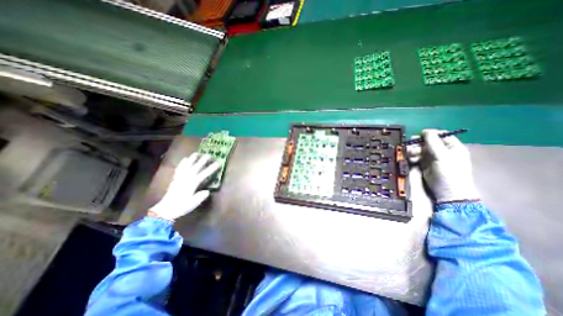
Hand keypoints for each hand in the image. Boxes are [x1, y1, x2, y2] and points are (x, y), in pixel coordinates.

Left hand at [149, 153, 218, 222]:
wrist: (165, 209)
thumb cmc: (181, 206)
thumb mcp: (193, 203)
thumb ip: (201, 196)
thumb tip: (207, 191)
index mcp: (193, 183)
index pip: (204, 174)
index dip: (211, 168)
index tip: (218, 163)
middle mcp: (187, 178)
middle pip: (196, 167)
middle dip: (203, 160)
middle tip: (209, 155)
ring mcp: (180, 177)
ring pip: (187, 165)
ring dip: (192, 159)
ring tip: (197, 153)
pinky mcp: (175, 178)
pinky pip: (179, 169)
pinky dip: (182, 163)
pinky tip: (185, 159)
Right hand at [408, 129, 480, 203]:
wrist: (447, 192)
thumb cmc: (450, 173)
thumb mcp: (443, 157)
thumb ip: (434, 143)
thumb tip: (426, 131)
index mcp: (452, 147)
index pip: (441, 135)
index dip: (430, 134)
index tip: (419, 136)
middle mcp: (442, 151)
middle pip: (428, 142)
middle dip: (418, 143)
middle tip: (410, 145)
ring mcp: (432, 158)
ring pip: (420, 149)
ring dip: (413, 150)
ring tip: (410, 154)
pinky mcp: (424, 164)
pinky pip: (416, 157)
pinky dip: (412, 157)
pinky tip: (411, 160)